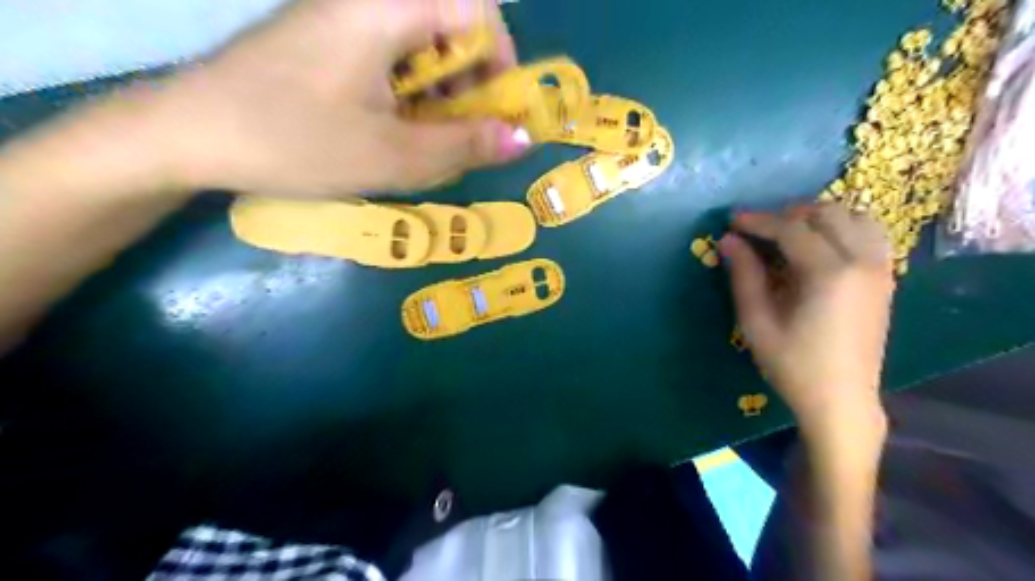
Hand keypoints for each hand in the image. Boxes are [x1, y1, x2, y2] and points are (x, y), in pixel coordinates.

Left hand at [140, 0, 527, 197]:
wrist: (188, 135)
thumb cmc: (296, 142)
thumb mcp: (394, 155)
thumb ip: (466, 145)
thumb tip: (524, 139)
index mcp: (386, 9)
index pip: (475, 7)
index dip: (500, 57)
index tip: (497, 109)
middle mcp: (366, 2)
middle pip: (449, 27)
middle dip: (470, 84)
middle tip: (462, 136)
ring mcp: (341, 20)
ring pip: (420, 47)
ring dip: (438, 96)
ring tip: (426, 143)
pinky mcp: (324, 41)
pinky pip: (388, 58)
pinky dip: (406, 95)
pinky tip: (392, 131)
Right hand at [723, 204, 898, 440]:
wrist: (841, 399)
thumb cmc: (793, 365)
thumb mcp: (757, 322)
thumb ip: (744, 275)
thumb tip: (728, 240)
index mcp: (829, 273)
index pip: (791, 228)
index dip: (758, 221)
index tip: (732, 220)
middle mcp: (862, 261)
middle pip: (826, 213)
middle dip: (788, 214)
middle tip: (758, 229)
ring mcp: (880, 268)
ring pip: (854, 216)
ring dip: (818, 217)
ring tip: (789, 233)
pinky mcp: (885, 278)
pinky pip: (870, 234)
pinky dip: (843, 227)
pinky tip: (820, 245)